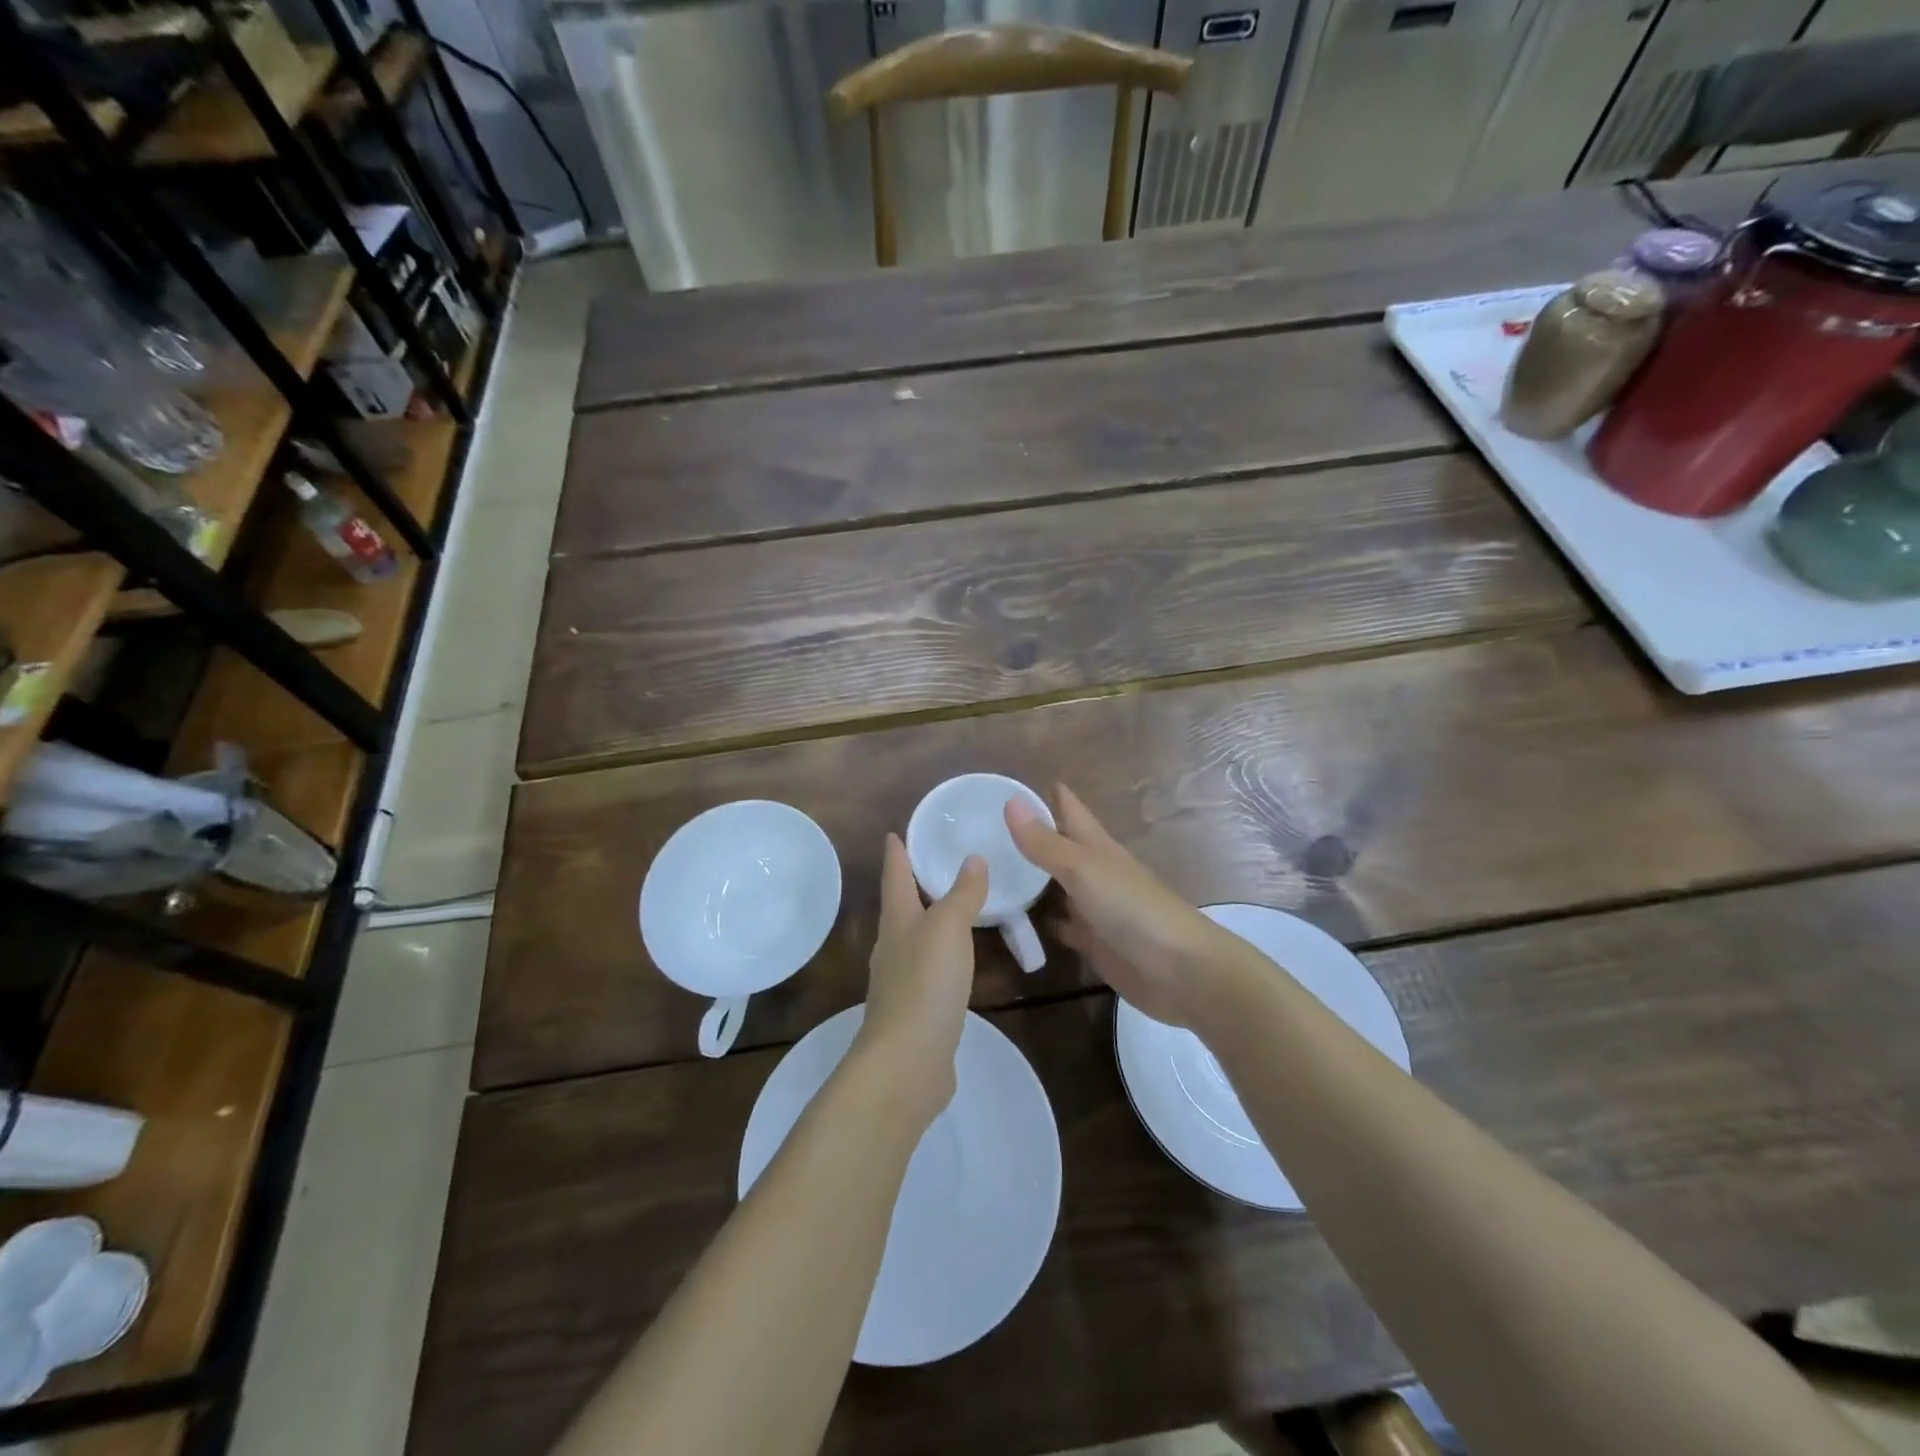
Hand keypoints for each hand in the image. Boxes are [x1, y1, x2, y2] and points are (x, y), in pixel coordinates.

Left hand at [854, 834, 987, 1123]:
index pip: (895, 877)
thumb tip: (973, 858)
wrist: (907, 1062)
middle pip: (900, 908)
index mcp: (897, 922)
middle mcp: (893, 948)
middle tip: (932, 864)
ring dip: (928, 921)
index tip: (894, 833)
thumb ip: (962, 894)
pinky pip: (929, 972)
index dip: (896, 854)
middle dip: (911, 885)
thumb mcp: (948, 928)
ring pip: (914, 940)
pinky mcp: (915, 1011)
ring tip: (951, 908)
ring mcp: (901, 982)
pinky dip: (941, 957)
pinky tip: (956, 963)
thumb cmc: (925, 983)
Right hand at [1005, 785, 1240, 1029]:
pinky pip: (1062, 926)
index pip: (1069, 809)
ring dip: (1032, 878)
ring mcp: (1095, 908)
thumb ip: (1045, 842)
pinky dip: (1043, 921)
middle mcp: (1095, 872)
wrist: (1179, 970)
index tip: (1009, 783)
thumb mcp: (1083, 869)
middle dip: (1031, 835)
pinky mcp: (1094, 942)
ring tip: (993, 869)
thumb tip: (1010, 801)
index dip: (1047, 793)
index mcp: (1096, 846)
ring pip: (1058, 886)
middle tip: (988, 827)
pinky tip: (1017, 921)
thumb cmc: (1132, 908)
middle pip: (1061, 846)